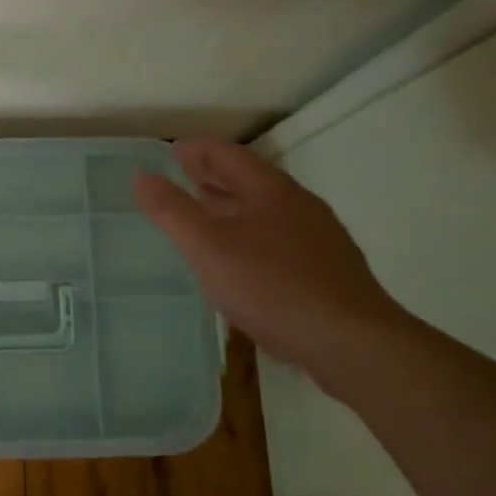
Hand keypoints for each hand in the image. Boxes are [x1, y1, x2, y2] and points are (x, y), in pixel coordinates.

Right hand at [134, 142, 407, 377]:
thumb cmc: (273, 287)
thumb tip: (141, 176)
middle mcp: (300, 207)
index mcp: (272, 192)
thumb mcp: (209, 248)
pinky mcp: (328, 273)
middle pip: (251, 181)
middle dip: (215, 177)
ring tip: (206, 216)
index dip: (199, 151)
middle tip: (184, 178)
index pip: (230, 155)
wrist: (354, 344)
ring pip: (267, 212)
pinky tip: (242, 262)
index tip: (173, 152)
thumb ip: (172, 211)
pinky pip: (281, 240)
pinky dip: (252, 236)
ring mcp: (320, 241)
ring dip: (233, 208)